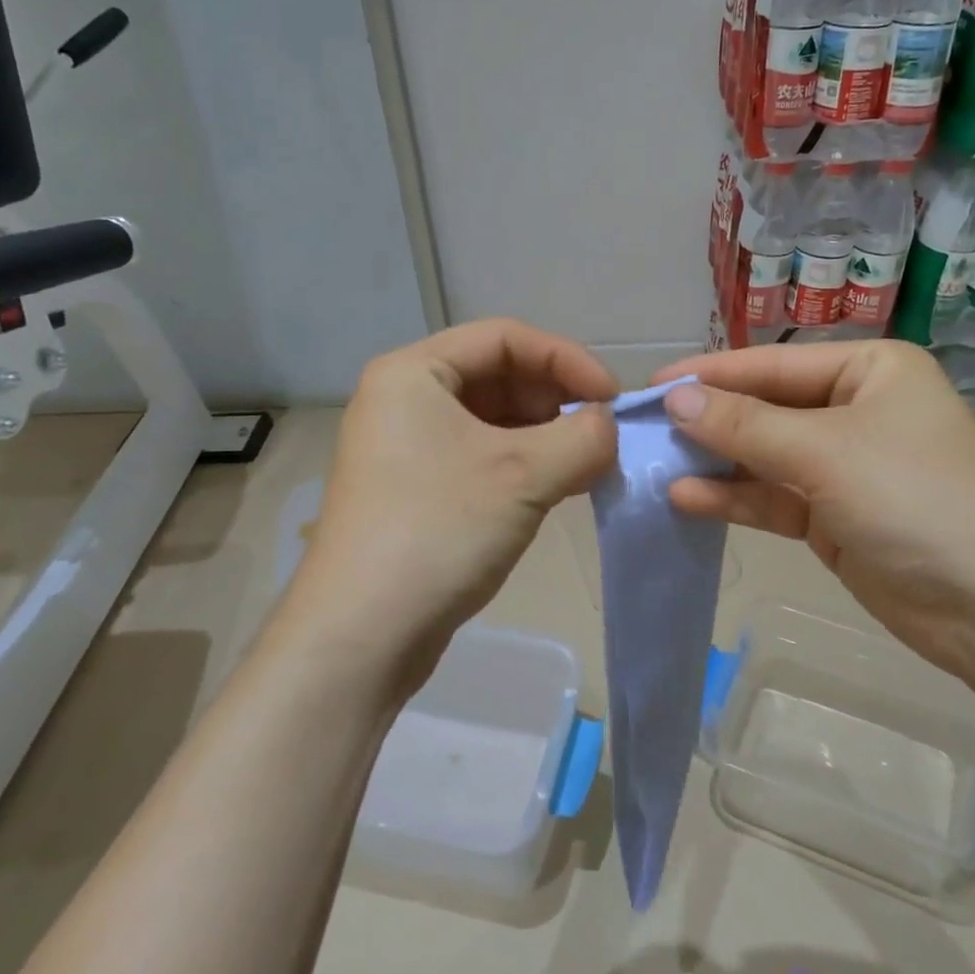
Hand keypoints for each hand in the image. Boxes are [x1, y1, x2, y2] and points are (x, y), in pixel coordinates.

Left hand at [285, 319, 616, 697]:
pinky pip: (482, 456)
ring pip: (494, 420)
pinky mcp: (417, 490)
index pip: (505, 337)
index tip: (612, 399)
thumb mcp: (524, 474)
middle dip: (556, 400)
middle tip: (602, 436)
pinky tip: (558, 488)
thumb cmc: (438, 531)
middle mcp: (404, 400)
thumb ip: (584, 437)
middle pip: (499, 375)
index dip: (566, 359)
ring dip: (546, 435)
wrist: (362, 635)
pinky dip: (524, 464)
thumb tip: (608, 427)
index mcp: (413, 373)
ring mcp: (407, 448)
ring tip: (587, 465)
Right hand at [654, 340, 974, 679]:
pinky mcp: (833, 516)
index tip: (652, 384)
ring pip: (765, 455)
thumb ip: (744, 425)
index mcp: (869, 371)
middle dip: (710, 420)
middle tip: (645, 428)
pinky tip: (687, 497)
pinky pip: (773, 497)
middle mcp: (856, 410)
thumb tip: (676, 398)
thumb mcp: (824, 451)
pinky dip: (735, 497)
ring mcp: (844, 466)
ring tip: (655, 462)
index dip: (711, 374)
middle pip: (766, 408)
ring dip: (716, 460)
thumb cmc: (914, 498)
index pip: (774, 364)